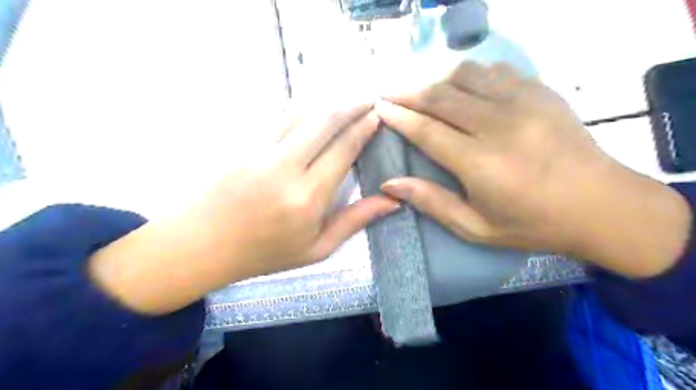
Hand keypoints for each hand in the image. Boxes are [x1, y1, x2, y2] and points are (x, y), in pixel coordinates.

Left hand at [88, 101, 399, 314]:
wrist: (201, 246)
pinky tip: (312, 106)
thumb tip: (392, 201)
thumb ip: (354, 221)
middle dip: (351, 104)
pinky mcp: (241, 143)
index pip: (343, 150)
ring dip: (327, 101)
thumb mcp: (316, 249)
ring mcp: (259, 151)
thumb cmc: (264, 253)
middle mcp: (285, 167)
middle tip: (369, 97)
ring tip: (345, 98)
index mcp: (307, 197)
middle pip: (324, 121)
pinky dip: (300, 107)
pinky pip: (277, 116)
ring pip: (300, 112)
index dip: (363, 128)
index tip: (377, 116)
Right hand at [375, 62, 689, 278]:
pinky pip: (495, 71)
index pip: (426, 130)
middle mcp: (499, 125)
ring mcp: (524, 103)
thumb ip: (431, 202)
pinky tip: (464, 89)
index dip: (398, 117)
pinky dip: (471, 76)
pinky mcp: (541, 92)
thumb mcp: (475, 227)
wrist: (602, 205)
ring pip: (466, 75)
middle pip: (441, 96)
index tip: (379, 107)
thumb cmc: (532, 224)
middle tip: (390, 93)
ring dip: (438, 81)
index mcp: (480, 163)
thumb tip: (390, 183)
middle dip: (409, 93)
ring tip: (425, 93)